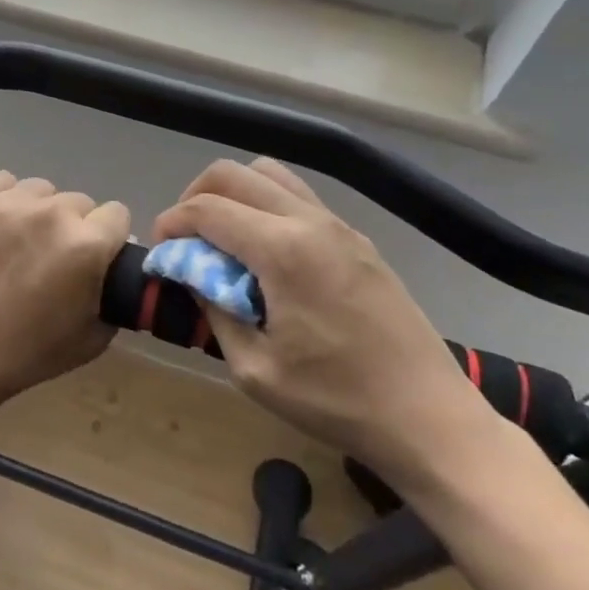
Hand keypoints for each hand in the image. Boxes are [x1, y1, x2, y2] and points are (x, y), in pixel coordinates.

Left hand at [0, 171, 129, 421]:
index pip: (117, 215)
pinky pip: (1, 182)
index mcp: (87, 245)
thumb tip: (113, 267)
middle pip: (78, 203)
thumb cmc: (22, 356)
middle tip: (50, 258)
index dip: (109, 237)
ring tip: (17, 241)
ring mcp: (7, 202)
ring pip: (40, 190)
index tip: (94, 257)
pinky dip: (3, 199)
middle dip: (72, 227)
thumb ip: (112, 295)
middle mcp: (52, 213)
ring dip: (38, 211)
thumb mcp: (91, 340)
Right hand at [153, 160, 493, 490]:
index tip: (159, 249)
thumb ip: (215, 309)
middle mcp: (310, 220)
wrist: (429, 416)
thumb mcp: (255, 369)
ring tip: (224, 239)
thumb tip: (193, 275)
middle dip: (196, 196)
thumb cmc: (337, 400)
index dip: (172, 223)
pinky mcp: (357, 239)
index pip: (208, 208)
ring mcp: (339, 225)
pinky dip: (266, 207)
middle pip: (235, 174)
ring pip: (270, 175)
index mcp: (282, 249)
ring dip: (234, 195)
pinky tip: (266, 255)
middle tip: (186, 239)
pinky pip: (298, 197)